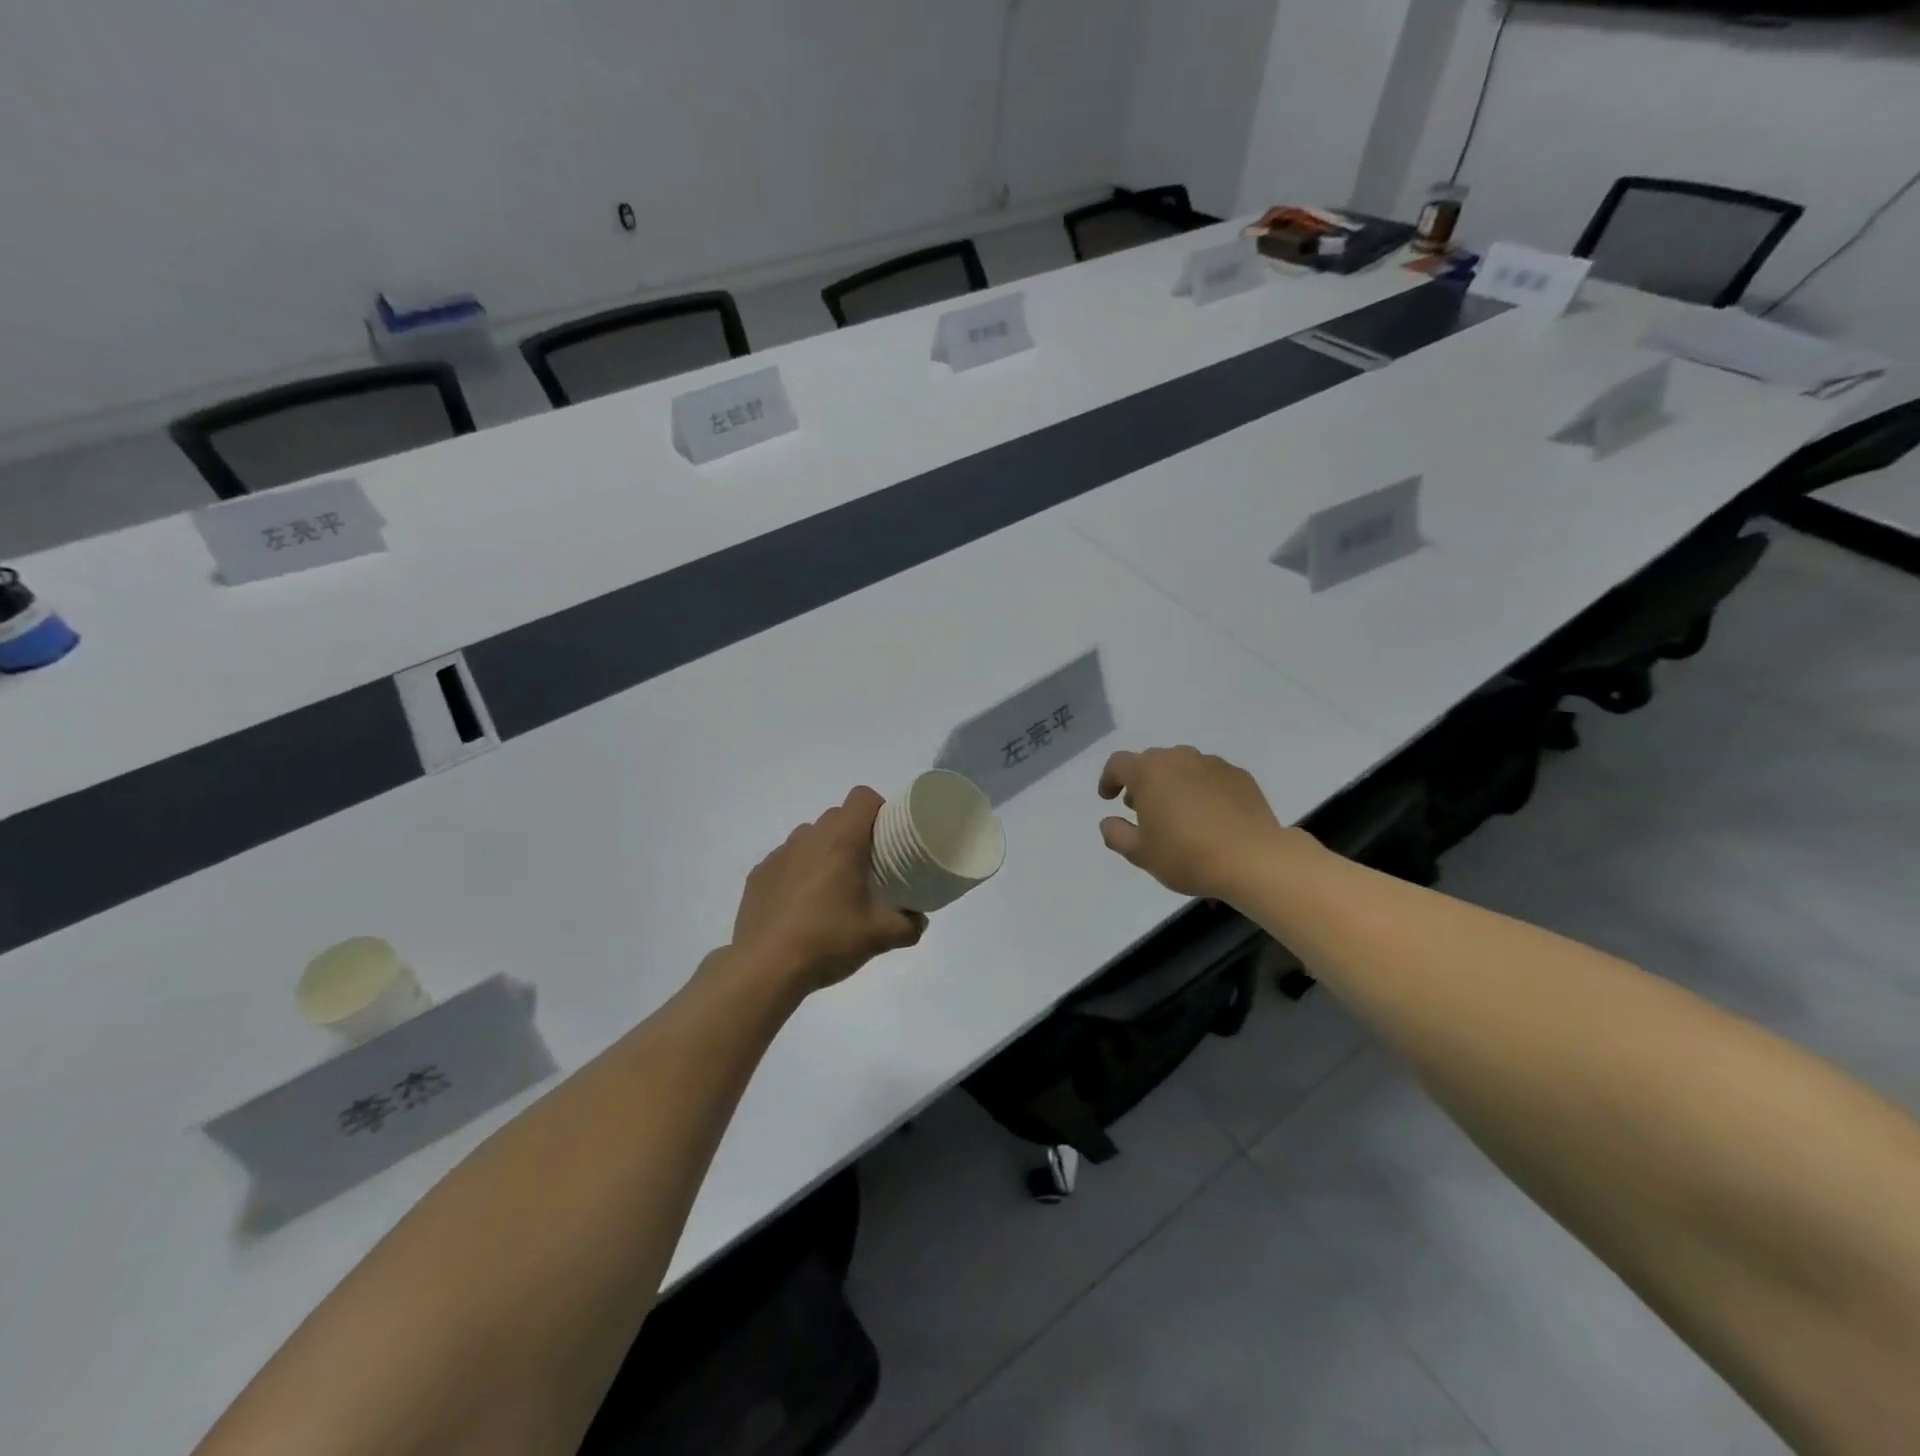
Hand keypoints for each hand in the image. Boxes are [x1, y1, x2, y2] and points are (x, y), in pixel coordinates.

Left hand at [730, 787, 927, 995]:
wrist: (765, 968)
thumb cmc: (828, 941)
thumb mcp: (879, 937)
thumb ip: (909, 926)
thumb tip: (919, 922)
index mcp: (841, 841)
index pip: (862, 797)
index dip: (877, 808)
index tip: (886, 834)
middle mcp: (809, 838)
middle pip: (837, 816)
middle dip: (854, 833)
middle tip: (866, 866)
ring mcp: (779, 854)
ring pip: (809, 837)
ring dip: (824, 850)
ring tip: (832, 887)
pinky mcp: (758, 874)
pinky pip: (786, 860)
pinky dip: (798, 871)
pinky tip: (801, 905)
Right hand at [1097, 746, 1286, 900]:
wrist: (1253, 859)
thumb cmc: (1186, 855)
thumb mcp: (1140, 854)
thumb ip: (1116, 834)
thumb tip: (1108, 821)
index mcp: (1149, 772)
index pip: (1118, 763)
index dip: (1109, 779)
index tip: (1108, 798)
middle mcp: (1179, 758)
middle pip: (1151, 762)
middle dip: (1142, 782)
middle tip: (1143, 810)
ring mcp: (1213, 764)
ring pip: (1183, 767)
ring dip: (1173, 784)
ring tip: (1178, 813)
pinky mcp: (1240, 776)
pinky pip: (1210, 777)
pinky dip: (1202, 790)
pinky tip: (1209, 816)